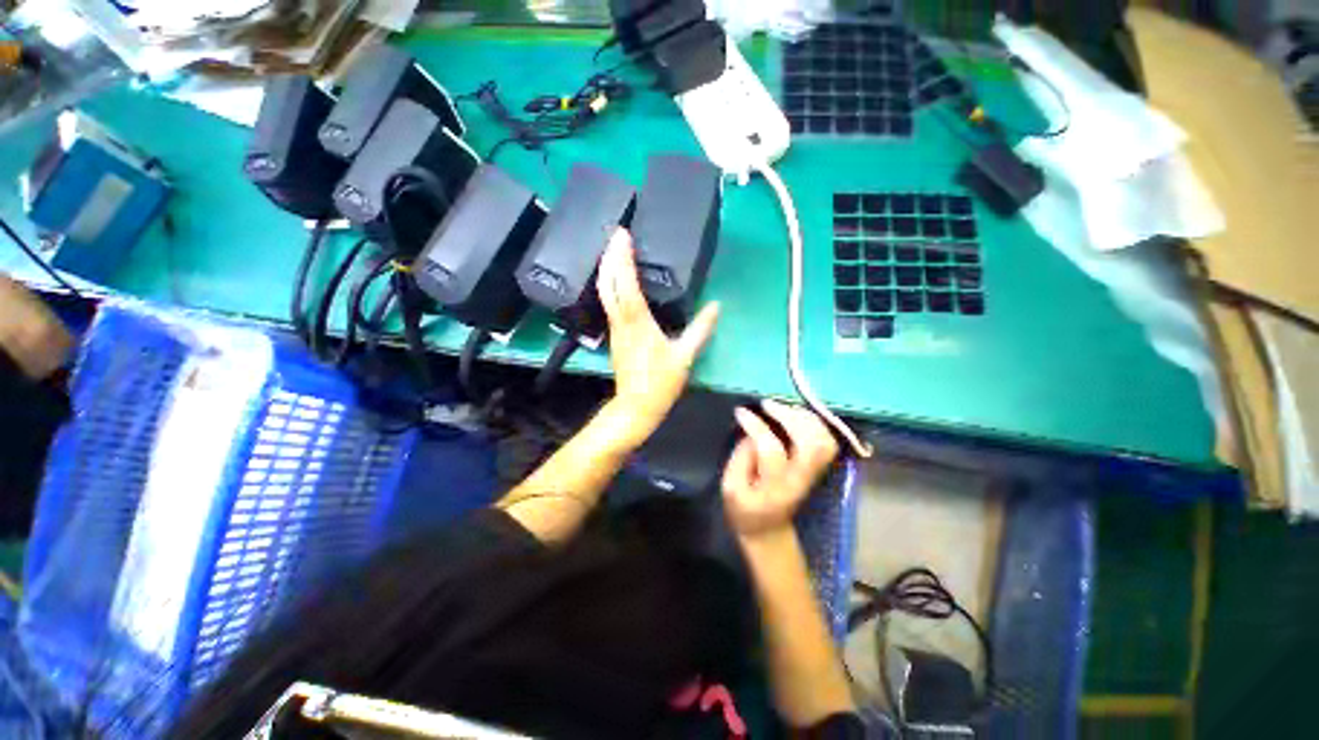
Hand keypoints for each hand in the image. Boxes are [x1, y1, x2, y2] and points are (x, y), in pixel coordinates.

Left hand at [598, 228, 719, 446]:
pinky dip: (610, 285)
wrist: (636, 407)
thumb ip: (701, 330)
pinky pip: (609, 303)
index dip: (622, 258)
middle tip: (616, 236)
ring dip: (607, 269)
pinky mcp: (615, 336)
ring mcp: (615, 329)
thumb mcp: (685, 356)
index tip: (622, 235)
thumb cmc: (661, 383)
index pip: (626, 284)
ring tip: (615, 251)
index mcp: (638, 323)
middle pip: (607, 284)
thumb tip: (716, 306)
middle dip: (609, 256)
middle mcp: (621, 322)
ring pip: (605, 293)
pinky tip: (617, 280)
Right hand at [722, 399, 839, 539]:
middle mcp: (801, 479)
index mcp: (776, 488)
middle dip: (789, 417)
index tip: (741, 411)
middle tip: (767, 405)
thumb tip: (751, 431)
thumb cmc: (744, 510)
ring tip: (782, 408)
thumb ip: (740, 458)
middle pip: (810, 443)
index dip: (757, 426)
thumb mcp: (730, 488)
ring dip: (805, 418)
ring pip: (824, 441)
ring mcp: (814, 474)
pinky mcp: (818, 468)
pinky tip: (796, 415)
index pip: (772, 450)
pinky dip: (814, 423)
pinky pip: (826, 441)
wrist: (768, 531)